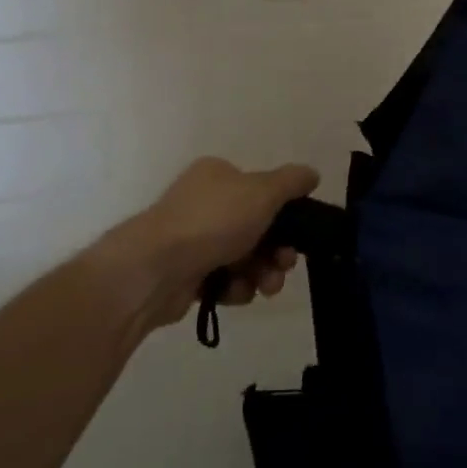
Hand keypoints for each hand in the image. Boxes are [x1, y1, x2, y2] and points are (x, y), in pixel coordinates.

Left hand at [122, 157, 319, 330]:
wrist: (155, 269)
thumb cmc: (213, 221)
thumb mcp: (263, 192)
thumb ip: (292, 181)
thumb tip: (311, 174)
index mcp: (218, 175)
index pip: (261, 190)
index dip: (284, 213)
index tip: (298, 234)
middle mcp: (204, 202)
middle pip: (256, 227)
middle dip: (276, 250)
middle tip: (285, 266)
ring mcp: (192, 239)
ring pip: (243, 257)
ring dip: (261, 273)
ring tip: (265, 287)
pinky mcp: (185, 274)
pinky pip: (222, 280)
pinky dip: (235, 288)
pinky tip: (236, 293)